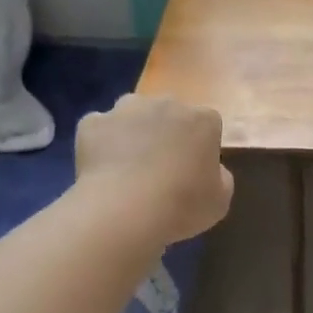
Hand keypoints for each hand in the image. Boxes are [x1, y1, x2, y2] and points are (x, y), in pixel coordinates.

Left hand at [76, 94, 233, 243]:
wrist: (125, 210)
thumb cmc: (182, 205)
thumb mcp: (220, 200)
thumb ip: (220, 177)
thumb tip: (211, 170)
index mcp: (203, 119)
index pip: (207, 125)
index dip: (199, 147)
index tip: (193, 171)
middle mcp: (166, 103)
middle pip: (168, 113)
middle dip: (166, 134)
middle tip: (160, 169)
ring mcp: (126, 109)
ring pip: (132, 115)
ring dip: (132, 133)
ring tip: (128, 168)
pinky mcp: (92, 123)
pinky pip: (99, 129)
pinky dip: (100, 144)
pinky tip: (102, 170)